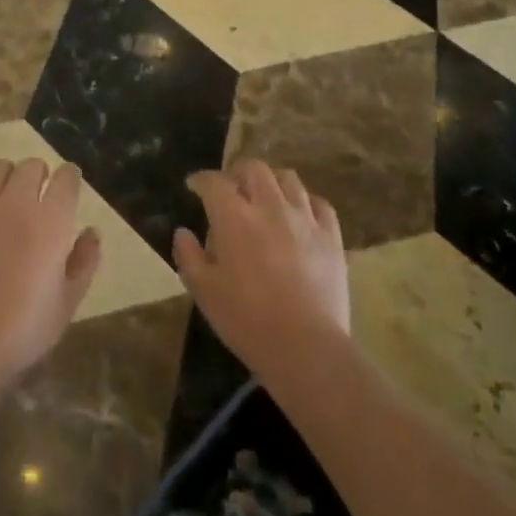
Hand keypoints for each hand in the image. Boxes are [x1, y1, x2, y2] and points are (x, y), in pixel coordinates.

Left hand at [0, 157, 101, 387]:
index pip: (66, 178)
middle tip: (38, 195)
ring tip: (6, 194)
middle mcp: (17, 202)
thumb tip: (92, 232)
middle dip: (39, 174)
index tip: (69, 186)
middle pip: (31, 165)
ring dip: (6, 176)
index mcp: (52, 219)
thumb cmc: (27, 327)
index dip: (70, 177)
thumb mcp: (69, 300)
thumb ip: (85, 261)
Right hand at [173, 161, 348, 377]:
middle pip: (254, 169)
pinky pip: (320, 204)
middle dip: (238, 173)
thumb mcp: (204, 291)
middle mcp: (270, 207)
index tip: (194, 186)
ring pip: (288, 179)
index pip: (214, 182)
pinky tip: (300, 216)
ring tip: (265, 198)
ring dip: (271, 182)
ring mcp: (304, 219)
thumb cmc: (246, 319)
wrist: (306, 347)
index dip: (201, 180)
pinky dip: (305, 203)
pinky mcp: (331, 237)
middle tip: (231, 189)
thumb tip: (183, 232)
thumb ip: (189, 256)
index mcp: (234, 217)